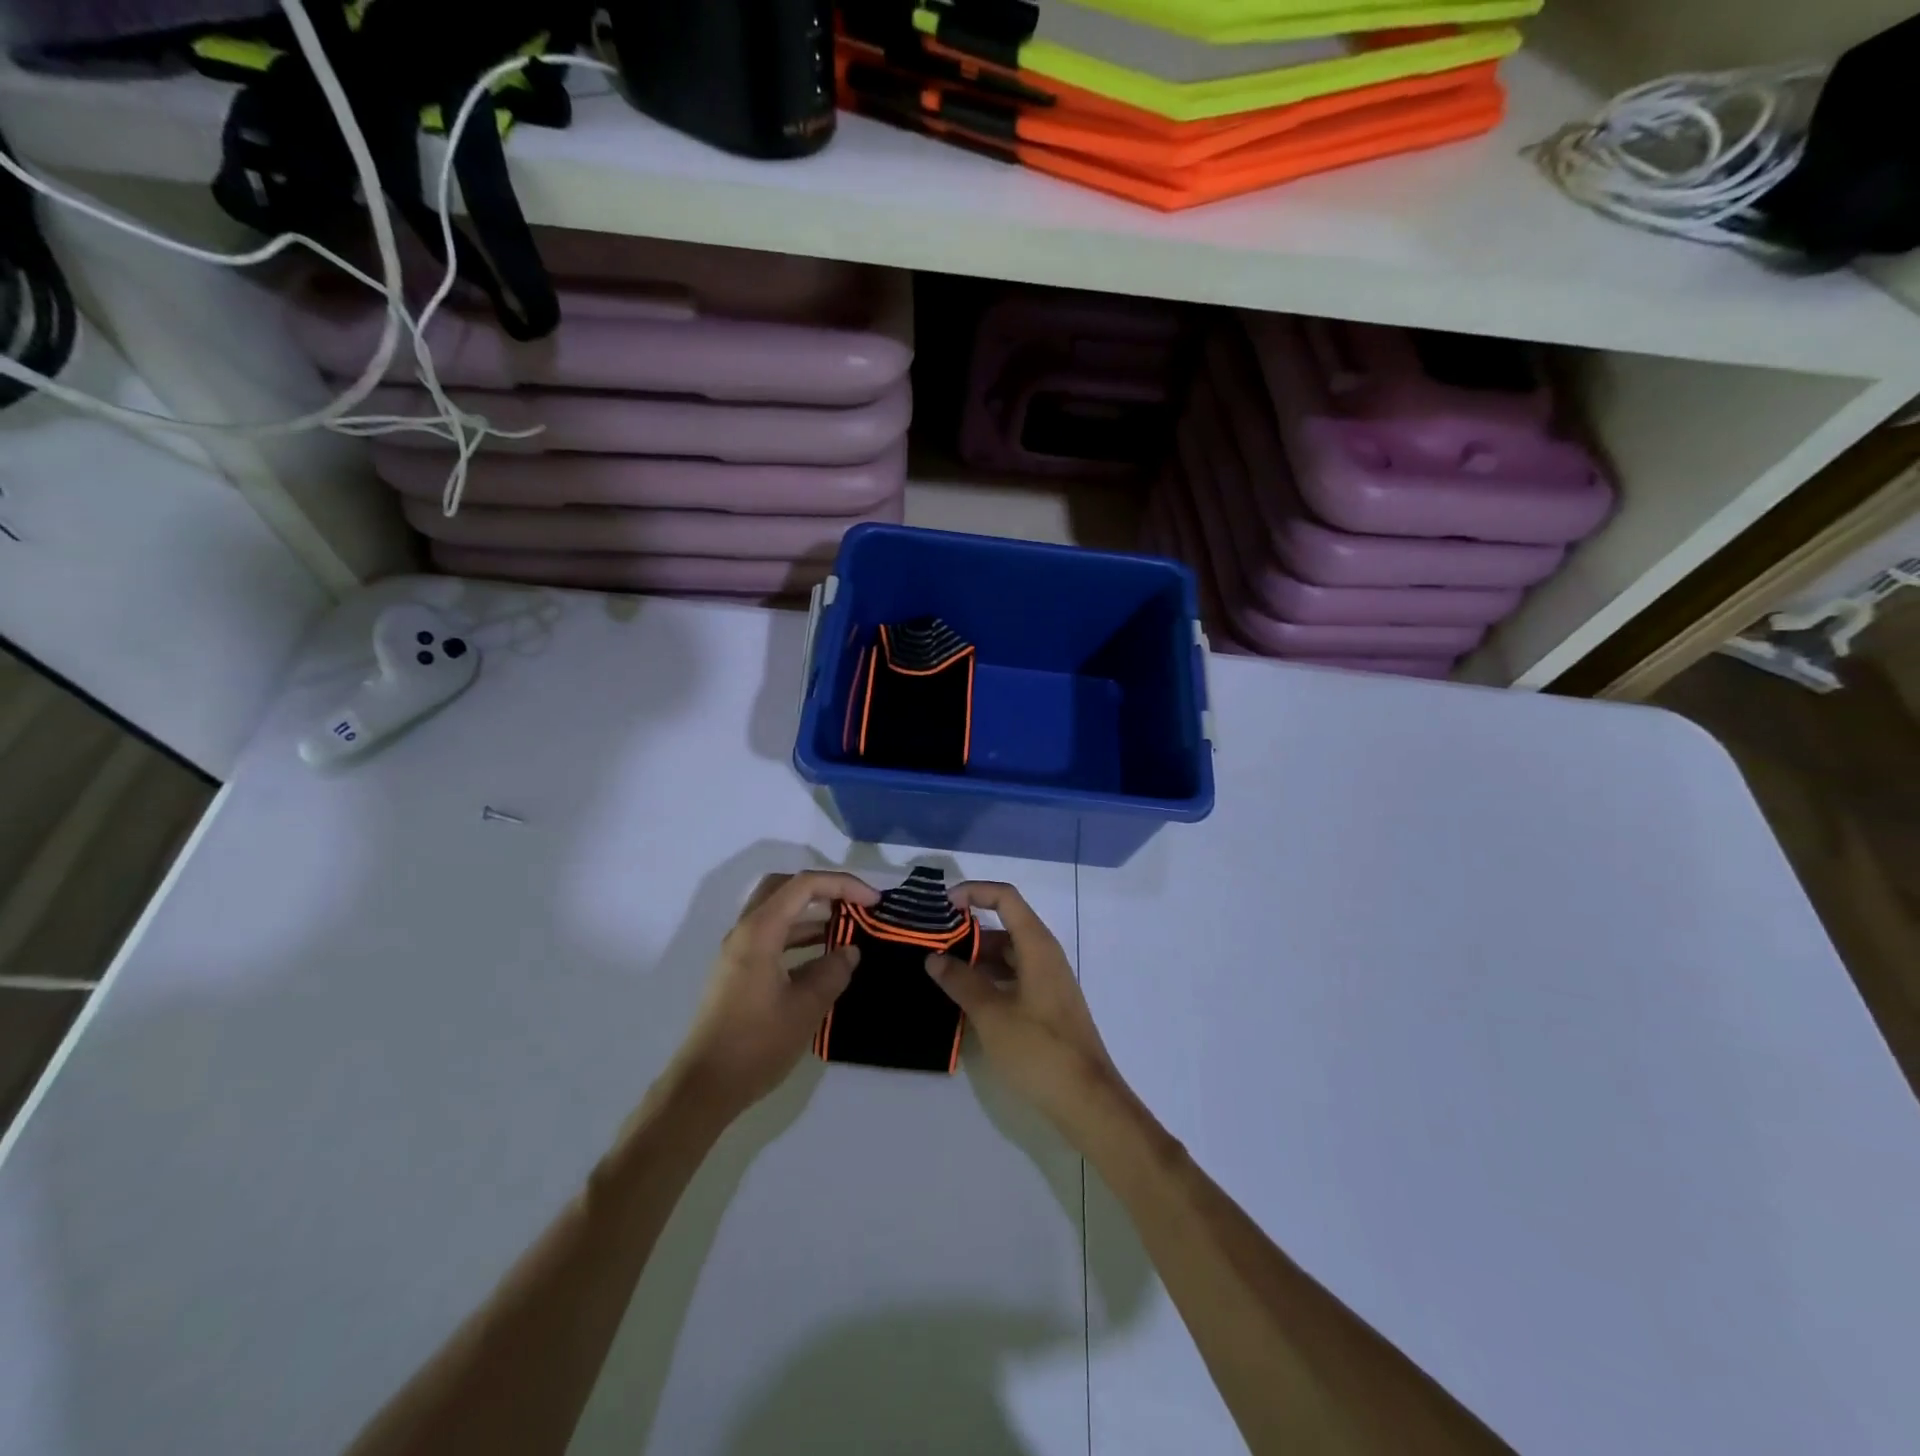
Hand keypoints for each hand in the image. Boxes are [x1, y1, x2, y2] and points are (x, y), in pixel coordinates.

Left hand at [666, 870, 877, 1122]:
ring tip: (847, 928)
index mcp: (760, 931)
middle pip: (785, 888)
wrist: (704, 1087)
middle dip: (824, 889)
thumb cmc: (756, 1043)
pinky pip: (773, 937)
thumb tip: (850, 951)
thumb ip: (833, 972)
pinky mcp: (738, 972)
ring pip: (778, 912)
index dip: (843, 885)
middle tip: (854, 904)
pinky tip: (823, 957)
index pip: (805, 885)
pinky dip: (799, 936)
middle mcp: (745, 931)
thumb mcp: (806, 1007)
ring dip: (812, 913)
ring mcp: (739, 951)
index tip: (874, 902)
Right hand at [925, 881, 1119, 1124]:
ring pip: (1006, 954)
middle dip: (967, 930)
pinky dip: (988, 979)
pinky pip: (1012, 977)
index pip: (1005, 898)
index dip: (974, 892)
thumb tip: (934, 958)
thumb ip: (961, 981)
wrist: (1086, 1100)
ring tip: (938, 970)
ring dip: (975, 957)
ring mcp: (1047, 981)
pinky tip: (963, 998)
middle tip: (930, 942)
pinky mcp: (1046, 1005)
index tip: (943, 904)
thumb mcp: (992, 1014)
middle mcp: (1044, 955)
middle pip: (1004, 925)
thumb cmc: (1039, 1049)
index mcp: (1037, 946)